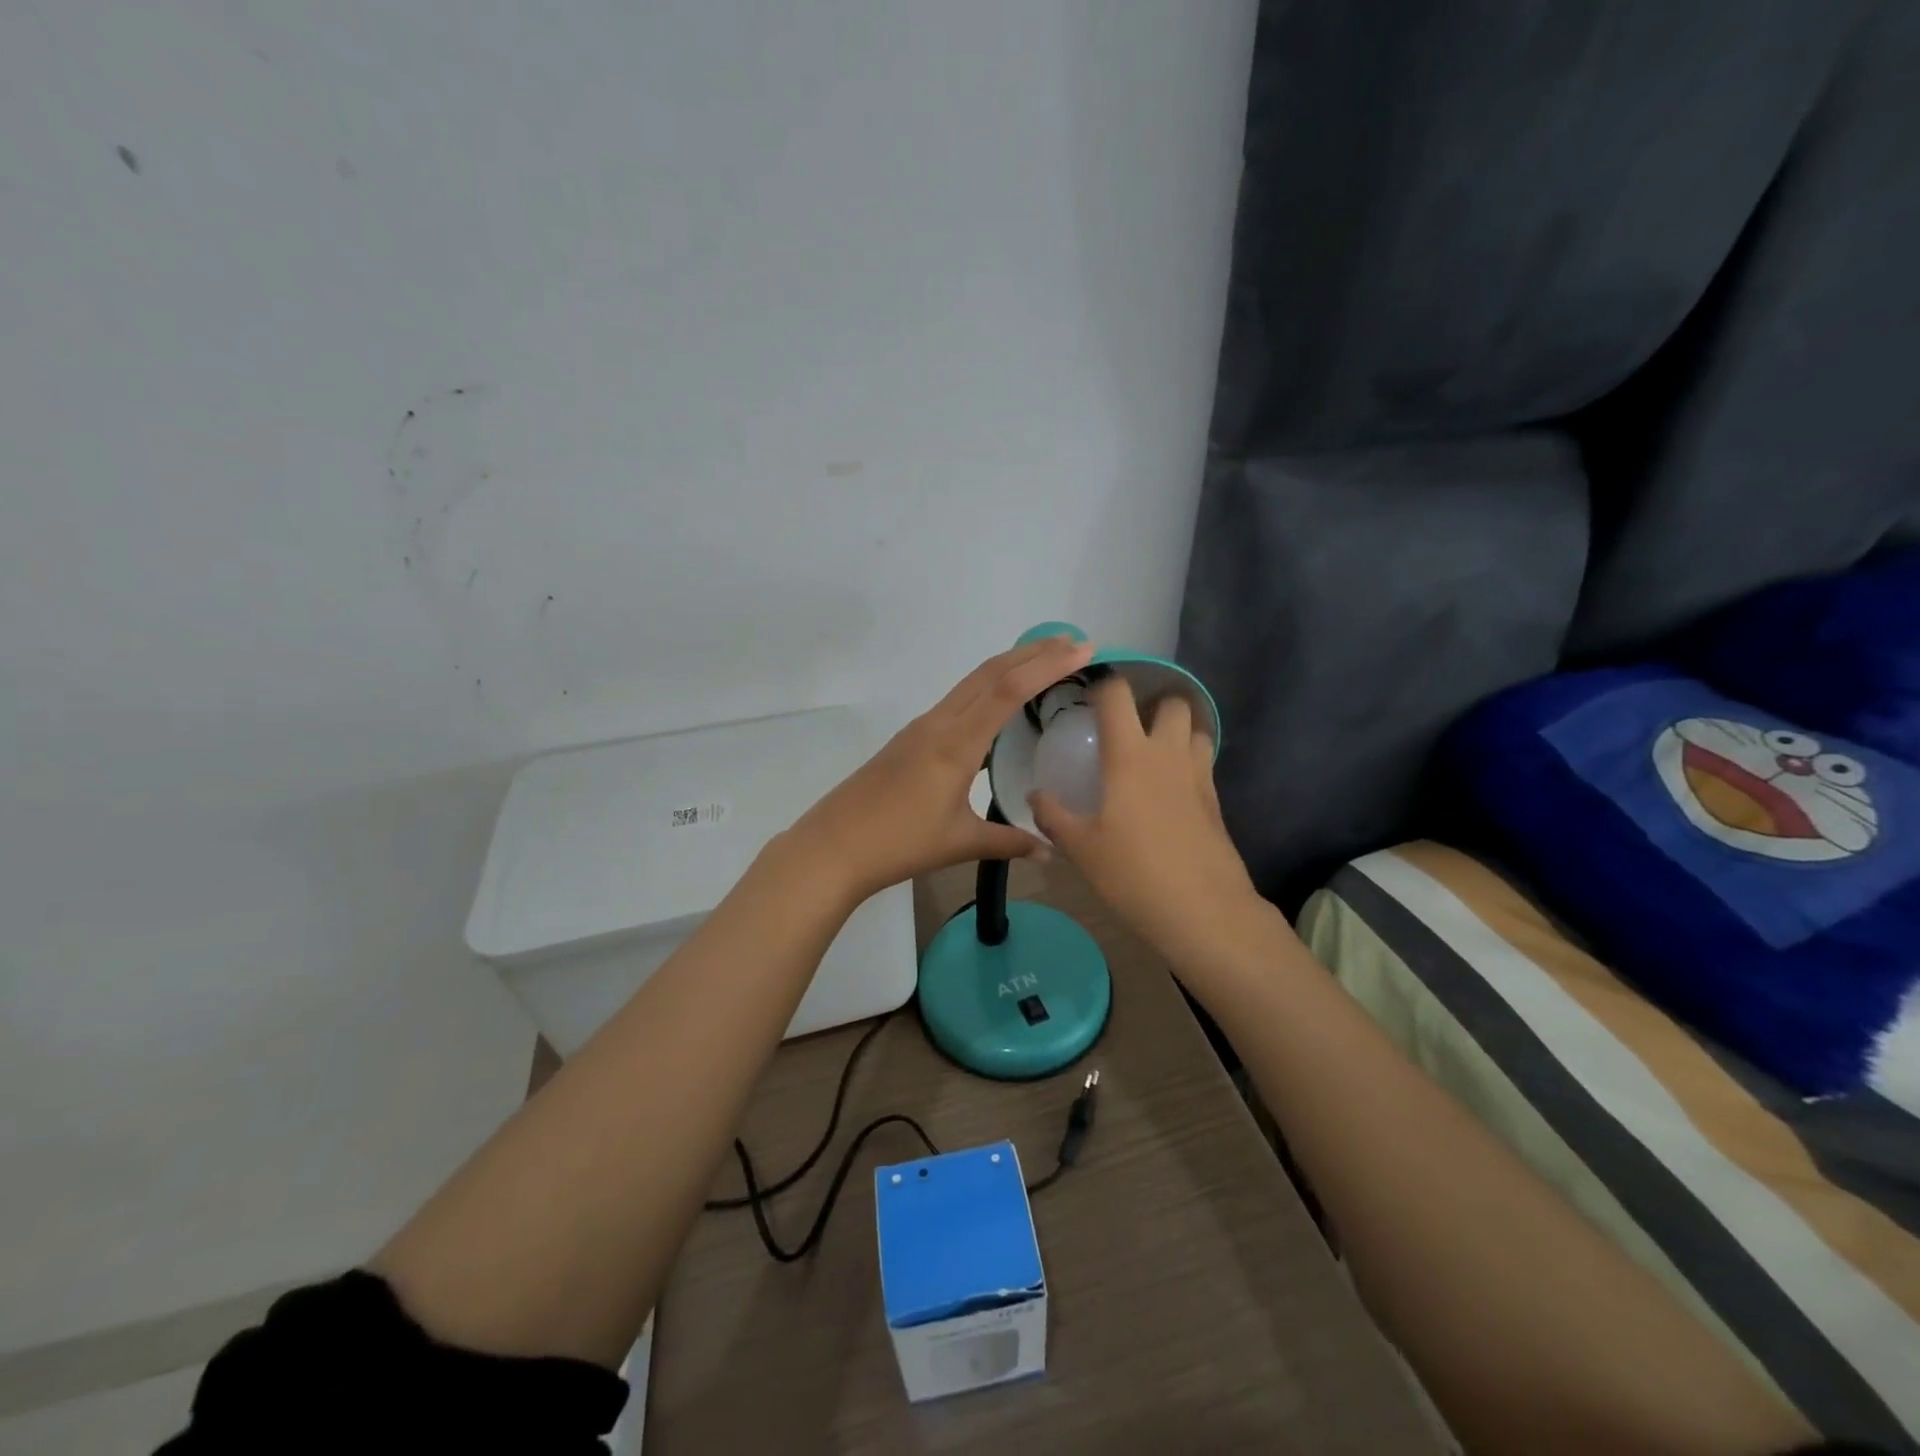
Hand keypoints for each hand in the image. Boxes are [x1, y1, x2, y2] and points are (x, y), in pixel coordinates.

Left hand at [790, 635, 1096, 902]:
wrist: (833, 846)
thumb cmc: (899, 844)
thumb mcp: (960, 843)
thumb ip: (1008, 841)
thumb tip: (1051, 851)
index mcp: (956, 744)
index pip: (1008, 691)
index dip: (1047, 666)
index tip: (1082, 650)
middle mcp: (939, 723)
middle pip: (989, 673)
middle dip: (1033, 652)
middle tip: (1073, 642)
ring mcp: (921, 727)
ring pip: (971, 682)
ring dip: (1009, 666)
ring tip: (1044, 661)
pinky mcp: (910, 738)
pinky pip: (957, 700)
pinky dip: (987, 687)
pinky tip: (999, 702)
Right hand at [1028, 675, 1261, 966]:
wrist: (1203, 911)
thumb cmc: (1133, 874)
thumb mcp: (1080, 848)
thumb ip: (1053, 816)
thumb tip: (1035, 796)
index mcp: (1130, 756)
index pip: (1118, 695)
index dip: (1102, 683)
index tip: (1087, 692)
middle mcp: (1168, 754)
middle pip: (1173, 702)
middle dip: (1152, 703)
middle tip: (1128, 724)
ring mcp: (1198, 775)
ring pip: (1196, 729)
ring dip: (1177, 729)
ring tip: (1153, 751)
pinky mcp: (1216, 800)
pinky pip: (1203, 762)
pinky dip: (1188, 761)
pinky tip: (1169, 790)